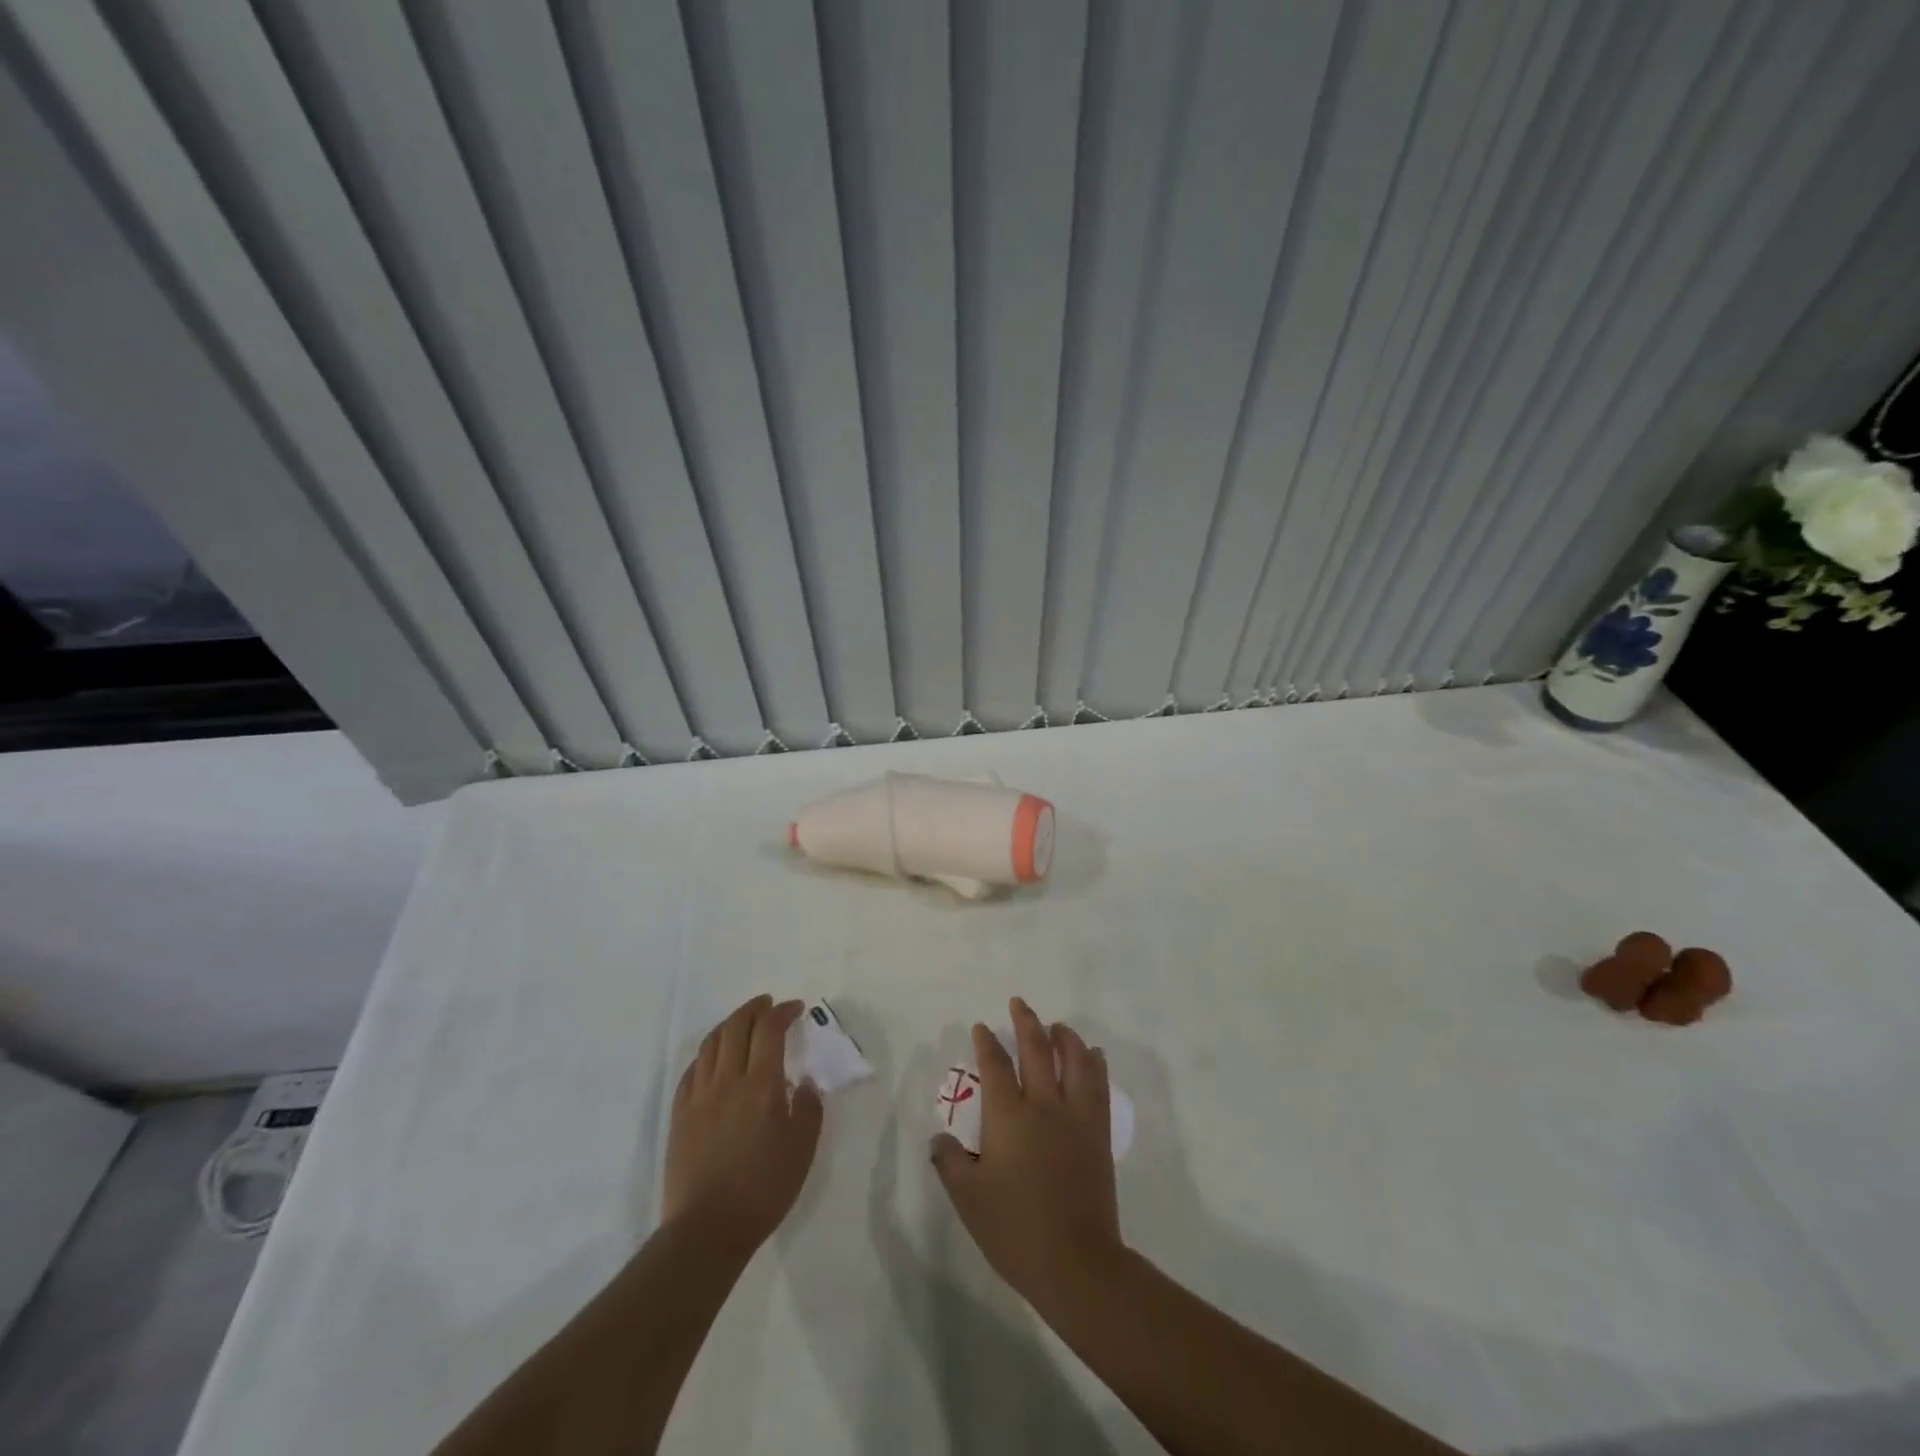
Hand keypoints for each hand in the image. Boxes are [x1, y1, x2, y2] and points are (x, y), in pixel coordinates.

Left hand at [662, 996, 822, 1255]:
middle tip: (769, 1004)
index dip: (783, 1011)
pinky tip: (714, 1060)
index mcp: (761, 1085)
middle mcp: (728, 1080)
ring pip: (711, 1043)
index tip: (796, 1008)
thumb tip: (805, 1083)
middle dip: (754, 1008)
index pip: (770, 1029)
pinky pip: (691, 1070)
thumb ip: (809, 1110)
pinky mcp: (679, 1115)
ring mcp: (699, 1096)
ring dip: (729, 1024)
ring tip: (742, 1023)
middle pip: (736, 1026)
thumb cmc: (763, 1189)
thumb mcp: (802, 1150)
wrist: (707, 1229)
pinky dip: (707, 1054)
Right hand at [930, 997, 1125, 1315]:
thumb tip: (939, 1138)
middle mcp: (1043, 1105)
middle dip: (1026, 1022)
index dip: (987, 1043)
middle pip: (1036, 1049)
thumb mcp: (968, 1199)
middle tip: (1019, 1004)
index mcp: (1007, 1116)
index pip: (995, 1066)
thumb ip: (950, 1162)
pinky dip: (1094, 1063)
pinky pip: (1098, 1085)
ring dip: (1064, 1036)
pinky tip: (1093, 1055)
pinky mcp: (1097, 1132)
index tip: (982, 1028)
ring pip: (1073, 1059)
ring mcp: (1075, 1116)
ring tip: (1057, 1026)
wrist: (1076, 1262)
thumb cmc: (1015, 1230)